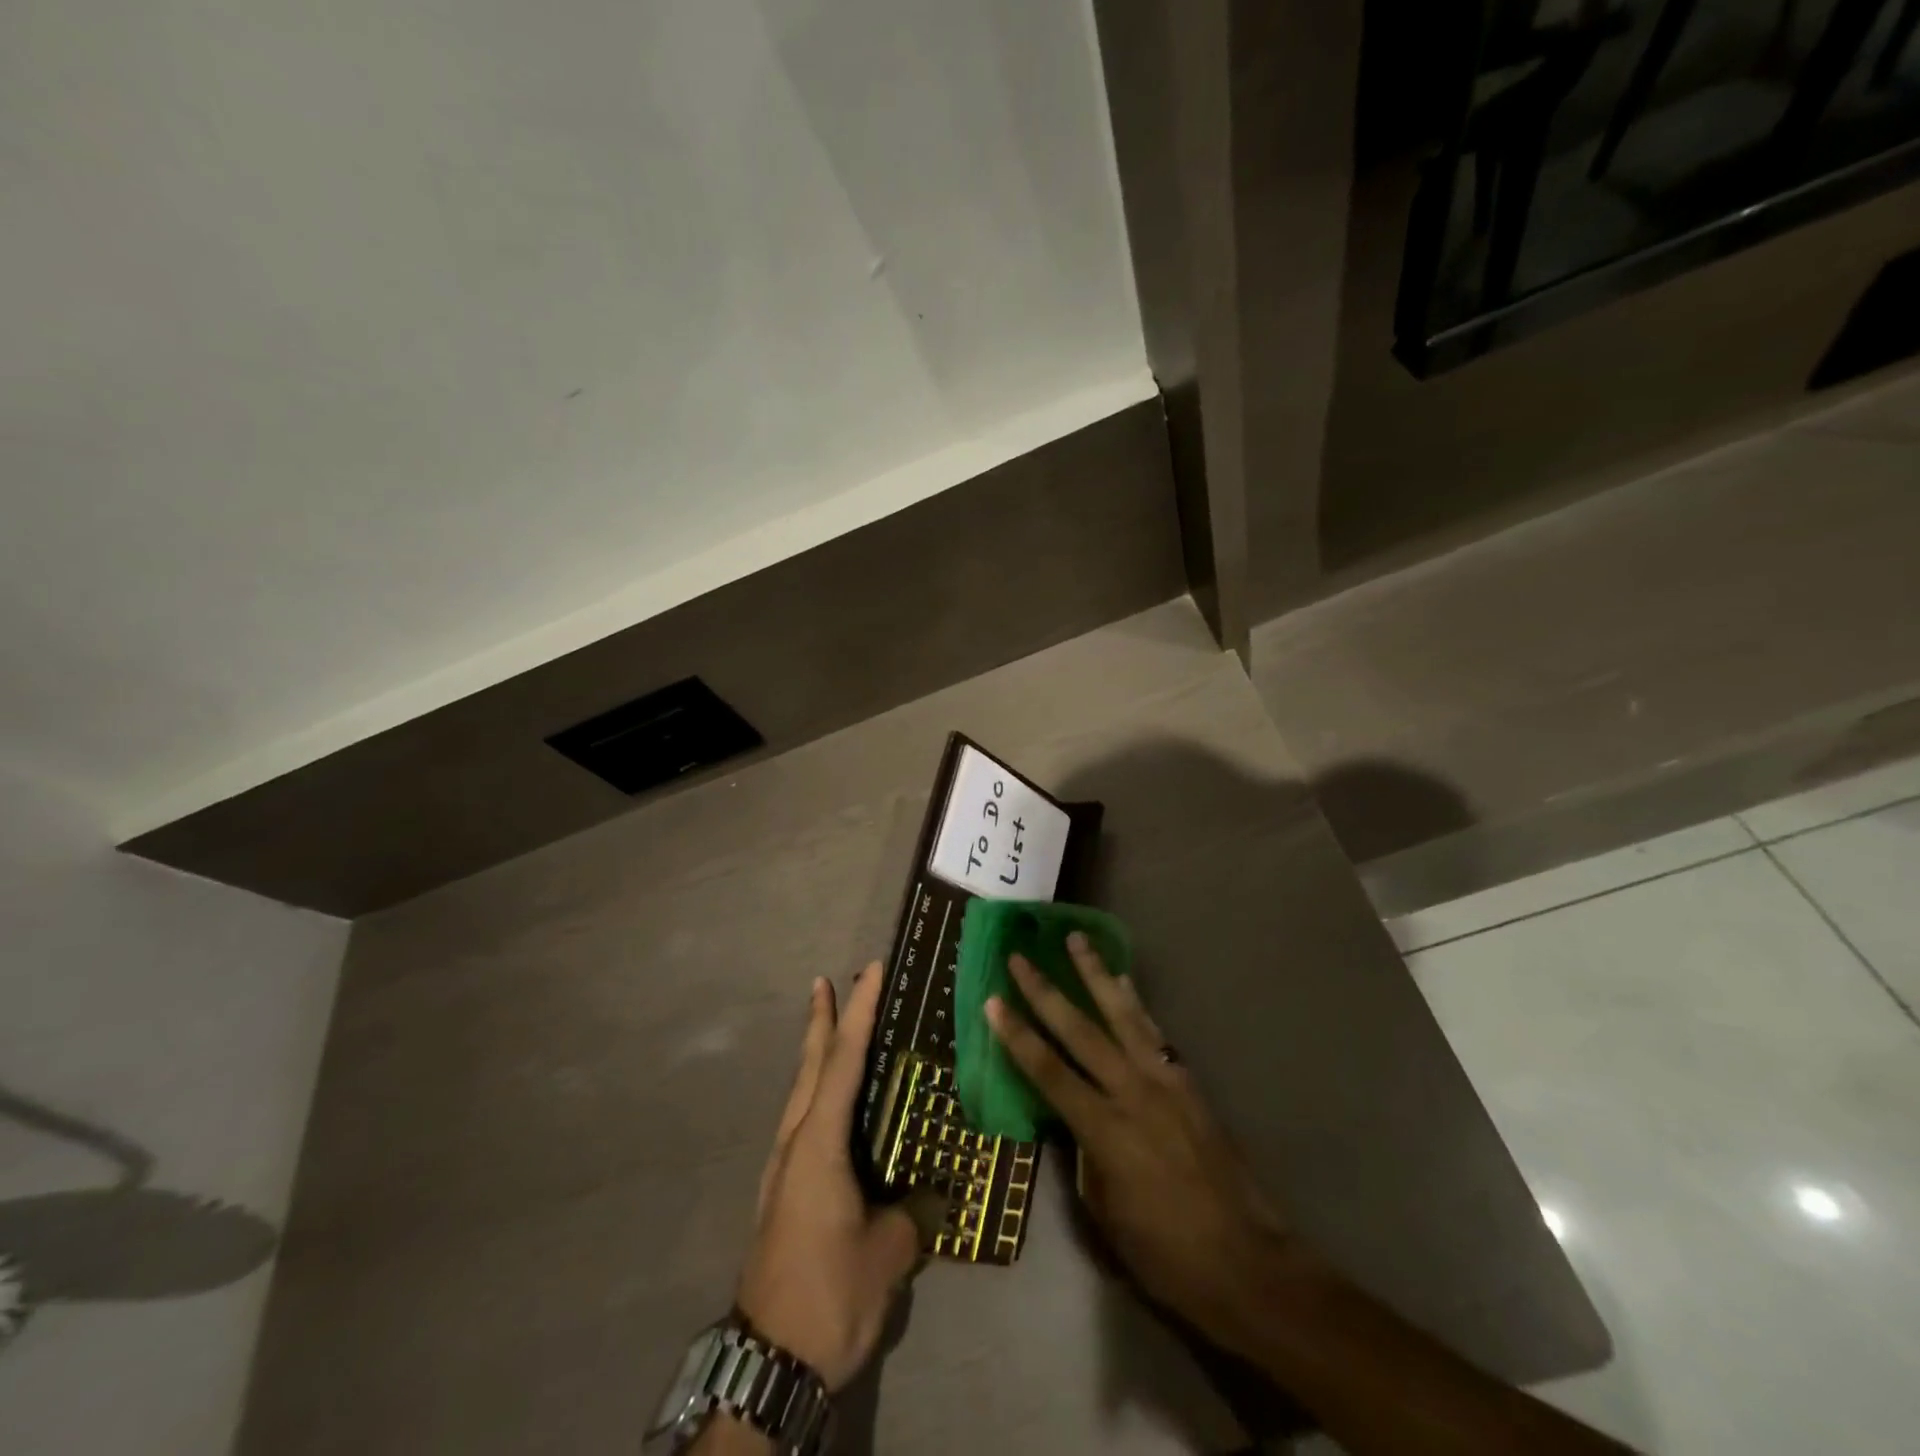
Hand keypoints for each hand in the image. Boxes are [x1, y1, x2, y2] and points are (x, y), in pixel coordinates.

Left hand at [736, 964, 922, 1390]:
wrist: (769, 1363)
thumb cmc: (830, 1296)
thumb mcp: (887, 1255)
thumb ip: (910, 1212)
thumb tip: (927, 1193)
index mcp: (818, 1144)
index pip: (843, 1061)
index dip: (859, 1012)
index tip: (870, 970)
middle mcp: (795, 1143)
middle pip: (810, 1066)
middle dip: (821, 1020)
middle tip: (827, 981)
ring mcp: (783, 1168)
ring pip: (800, 1092)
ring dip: (815, 1053)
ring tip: (827, 1024)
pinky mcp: (783, 1191)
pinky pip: (802, 1120)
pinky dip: (816, 1090)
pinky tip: (832, 1102)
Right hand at [986, 935, 1308, 1355]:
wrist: (1246, 1260)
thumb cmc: (1165, 1253)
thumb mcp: (1105, 1212)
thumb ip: (1084, 1154)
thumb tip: (1073, 1118)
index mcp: (1104, 1131)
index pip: (1049, 1072)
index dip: (1017, 1036)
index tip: (992, 1000)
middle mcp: (1132, 1093)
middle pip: (1080, 1031)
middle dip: (1045, 993)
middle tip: (1019, 958)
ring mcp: (1164, 1081)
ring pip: (1121, 1015)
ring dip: (1095, 975)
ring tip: (1076, 940)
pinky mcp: (1187, 1081)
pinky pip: (1153, 1031)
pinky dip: (1134, 1001)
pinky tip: (1123, 981)